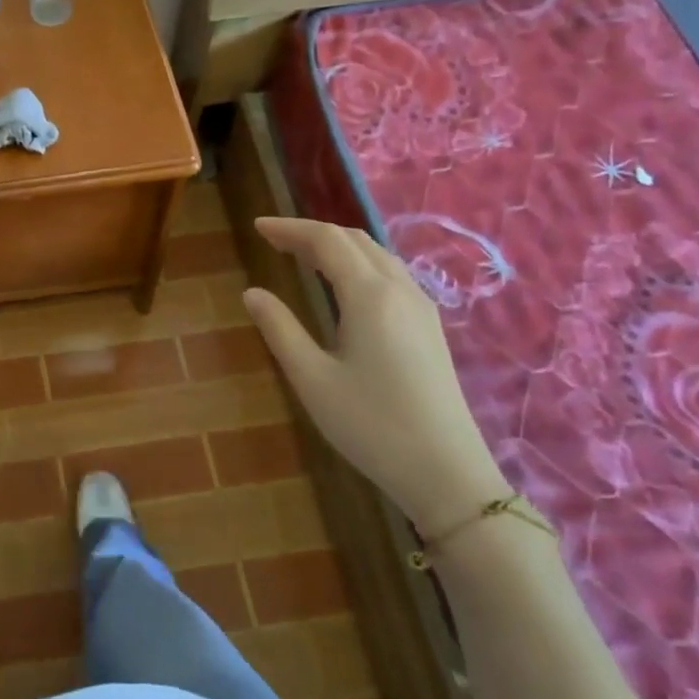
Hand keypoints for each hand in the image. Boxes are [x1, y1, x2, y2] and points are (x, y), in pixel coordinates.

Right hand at [242, 218, 510, 536]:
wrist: (446, 471)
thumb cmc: (370, 424)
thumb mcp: (311, 378)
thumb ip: (280, 328)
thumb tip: (252, 292)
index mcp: (369, 295)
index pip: (326, 240)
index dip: (289, 228)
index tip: (257, 227)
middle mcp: (400, 289)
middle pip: (354, 240)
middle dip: (311, 233)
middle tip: (274, 241)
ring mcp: (421, 307)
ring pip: (376, 255)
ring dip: (337, 246)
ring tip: (302, 256)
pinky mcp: (429, 326)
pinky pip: (390, 274)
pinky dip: (358, 263)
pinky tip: (343, 286)